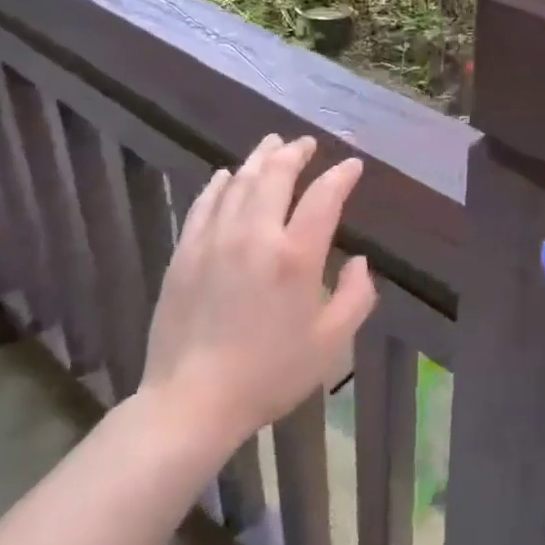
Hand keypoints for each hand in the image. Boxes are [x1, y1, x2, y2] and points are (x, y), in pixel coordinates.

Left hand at [136, 135, 375, 448]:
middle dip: (295, 153)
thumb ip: (356, 297)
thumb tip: (359, 261)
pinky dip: (219, 184)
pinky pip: (204, 204)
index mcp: (296, 256)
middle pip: (276, 175)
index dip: (341, 176)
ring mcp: (215, 240)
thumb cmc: (269, 374)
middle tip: (306, 143)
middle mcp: (255, 235)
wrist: (191, 401)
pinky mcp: (185, 253)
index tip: (352, 166)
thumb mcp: (331, 343)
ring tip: (272, 144)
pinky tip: (226, 176)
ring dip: (259, 159)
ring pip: (239, 183)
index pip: (324, 197)